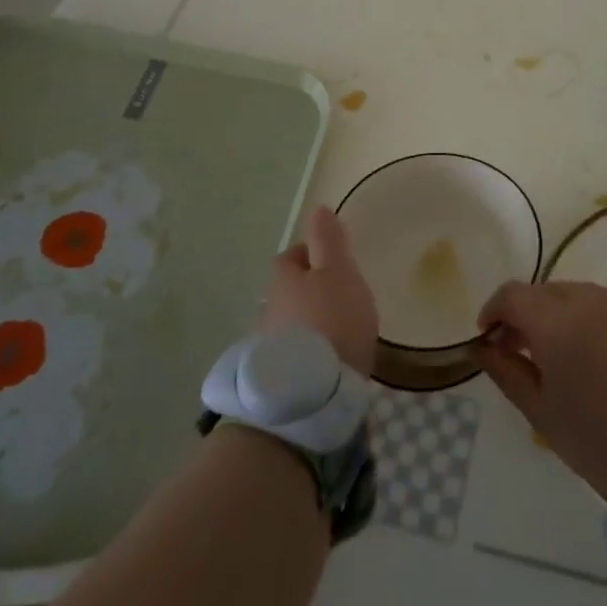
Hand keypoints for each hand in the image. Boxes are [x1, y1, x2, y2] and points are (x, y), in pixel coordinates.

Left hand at [259, 208, 377, 375]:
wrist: (311, 396)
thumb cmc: (333, 320)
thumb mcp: (339, 272)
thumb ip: (329, 240)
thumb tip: (318, 209)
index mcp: (284, 278)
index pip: (291, 256)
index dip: (311, 255)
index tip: (335, 262)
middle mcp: (268, 307)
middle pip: (288, 290)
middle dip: (309, 291)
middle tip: (339, 298)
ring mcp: (267, 345)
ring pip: (288, 322)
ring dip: (307, 323)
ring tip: (336, 333)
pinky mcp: (274, 379)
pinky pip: (291, 354)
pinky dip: (306, 352)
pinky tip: (326, 362)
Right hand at [475, 281, 606, 501]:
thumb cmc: (595, 436)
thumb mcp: (539, 410)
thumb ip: (505, 371)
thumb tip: (483, 347)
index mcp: (553, 318)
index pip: (512, 294)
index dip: (494, 310)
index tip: (488, 337)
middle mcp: (587, 298)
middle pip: (545, 292)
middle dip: (527, 315)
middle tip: (522, 350)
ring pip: (579, 297)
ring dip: (562, 316)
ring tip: (563, 355)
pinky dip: (595, 323)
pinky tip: (601, 358)